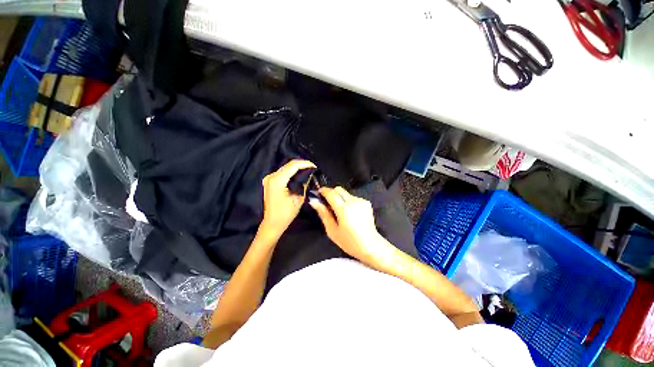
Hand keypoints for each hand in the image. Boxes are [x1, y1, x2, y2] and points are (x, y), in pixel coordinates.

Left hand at [261, 159, 315, 235]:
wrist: (273, 223)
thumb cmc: (286, 213)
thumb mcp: (299, 198)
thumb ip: (304, 184)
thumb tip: (310, 175)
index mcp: (277, 180)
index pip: (293, 166)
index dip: (305, 163)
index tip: (315, 166)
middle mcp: (271, 176)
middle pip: (288, 165)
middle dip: (302, 165)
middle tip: (313, 168)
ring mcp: (269, 178)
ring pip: (286, 168)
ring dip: (297, 168)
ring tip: (308, 170)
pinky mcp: (270, 182)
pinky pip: (283, 173)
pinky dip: (291, 172)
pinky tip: (299, 174)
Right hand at [309, 187, 387, 262]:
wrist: (370, 245)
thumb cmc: (349, 241)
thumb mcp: (332, 230)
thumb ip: (323, 213)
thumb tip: (314, 201)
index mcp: (344, 209)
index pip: (331, 193)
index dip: (323, 191)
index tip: (318, 193)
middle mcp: (353, 201)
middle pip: (339, 189)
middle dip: (331, 193)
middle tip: (327, 204)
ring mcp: (361, 201)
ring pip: (346, 193)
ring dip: (340, 198)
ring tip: (339, 211)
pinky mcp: (366, 202)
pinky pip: (353, 197)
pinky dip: (348, 201)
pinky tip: (349, 213)